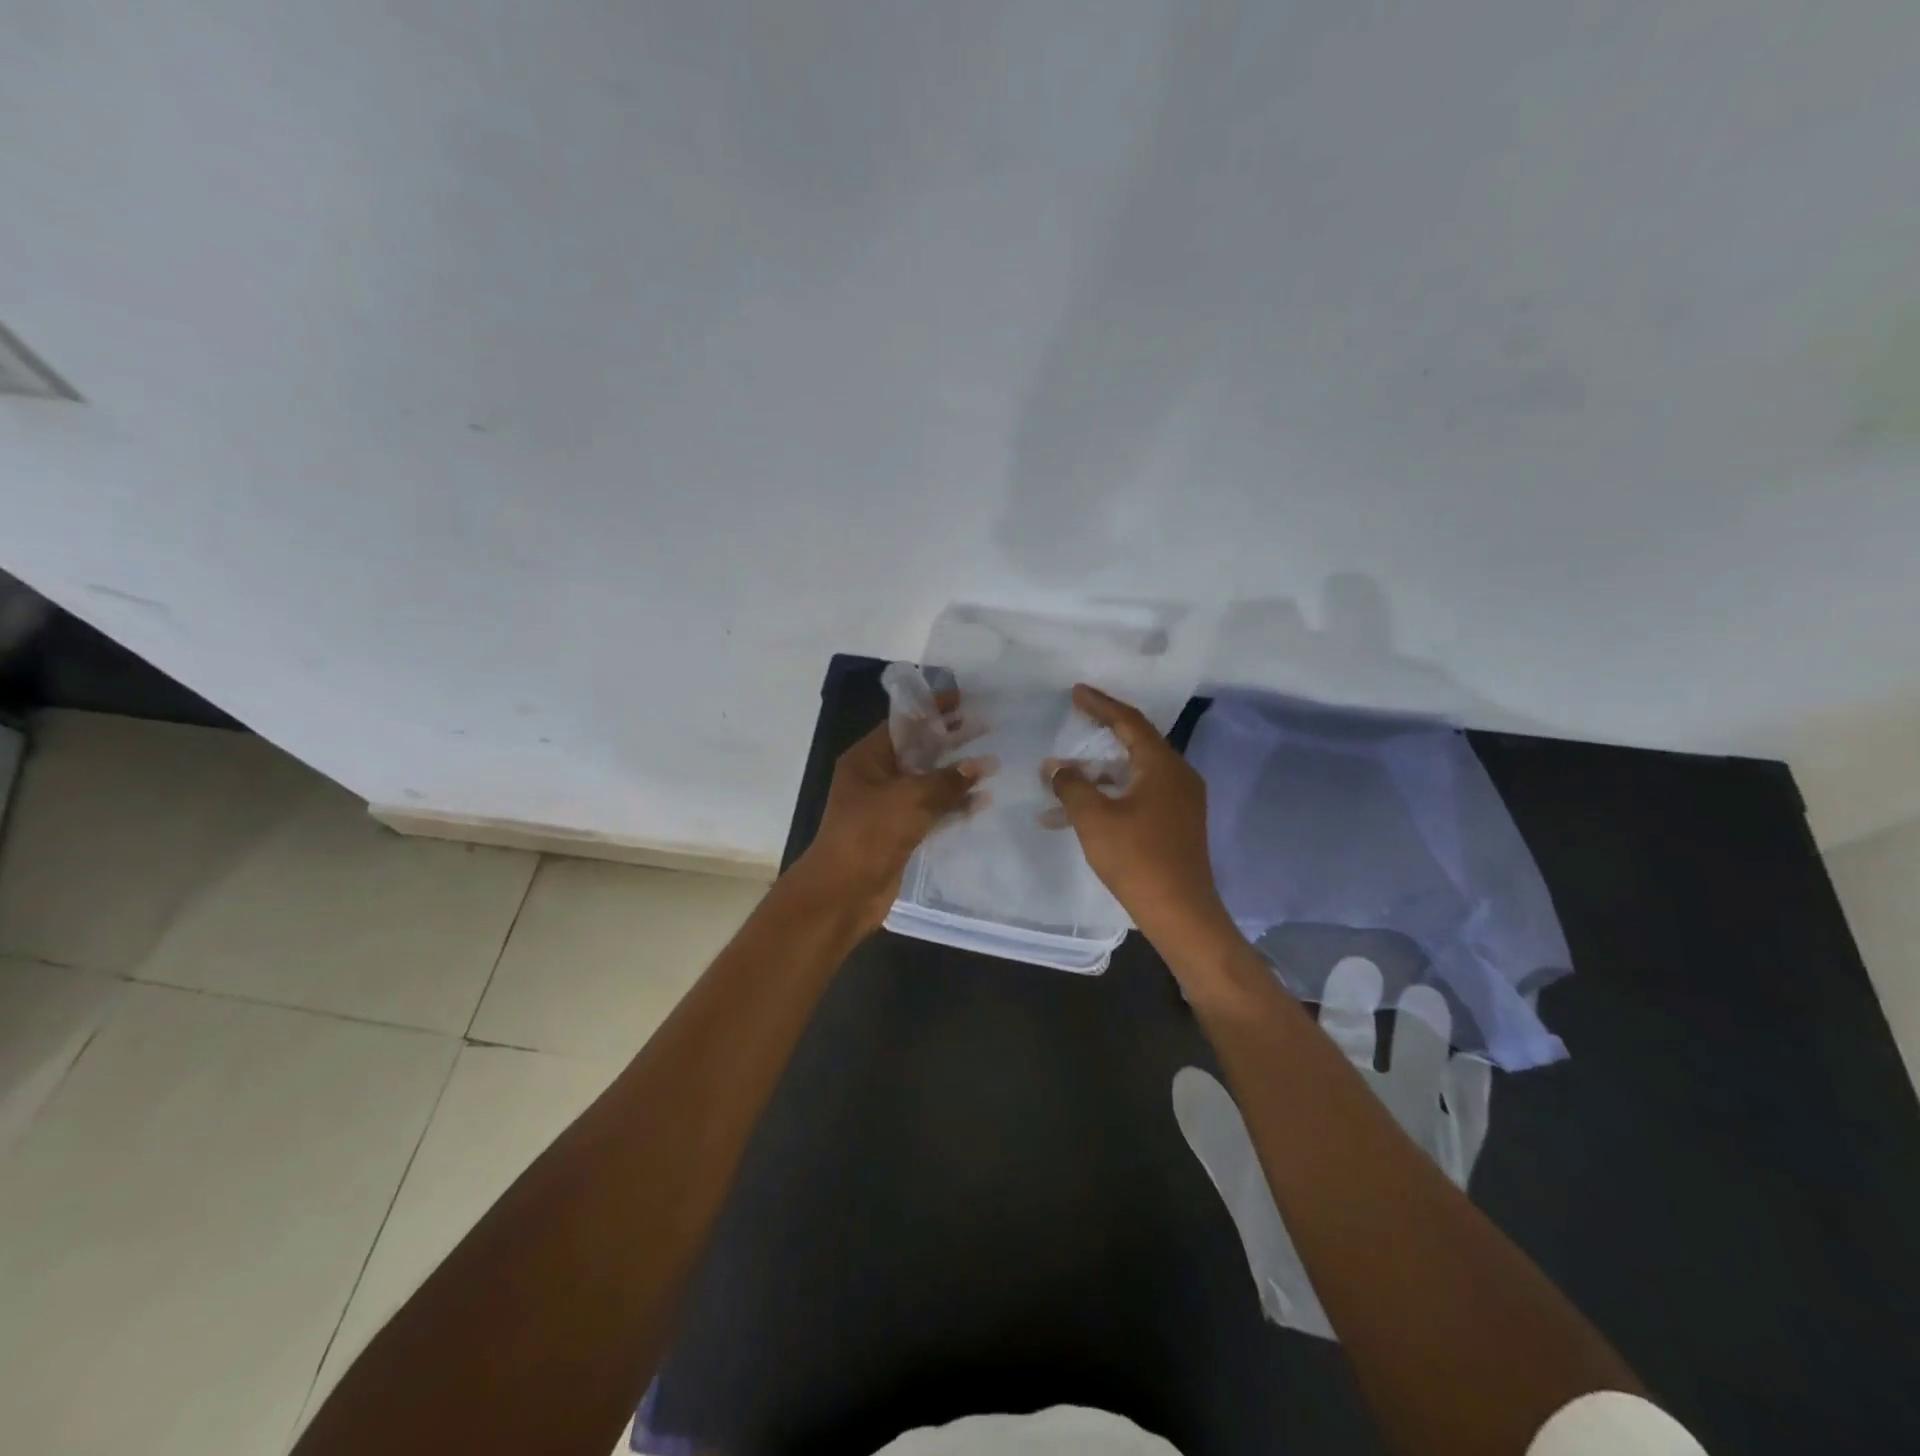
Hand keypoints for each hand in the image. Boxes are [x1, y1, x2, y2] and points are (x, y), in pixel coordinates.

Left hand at [797, 716, 988, 931]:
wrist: (844, 892)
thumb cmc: (870, 833)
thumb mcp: (910, 798)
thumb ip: (947, 780)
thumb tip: (982, 764)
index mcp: (867, 760)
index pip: (903, 724)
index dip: (932, 710)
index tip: (964, 699)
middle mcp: (875, 779)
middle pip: (917, 751)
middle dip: (949, 740)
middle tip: (984, 727)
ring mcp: (887, 808)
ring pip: (927, 782)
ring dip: (956, 775)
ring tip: (992, 762)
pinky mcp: (900, 834)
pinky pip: (931, 812)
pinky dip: (953, 806)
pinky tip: (982, 801)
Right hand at [1044, 684, 1234, 953]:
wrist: (1180, 912)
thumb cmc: (1137, 858)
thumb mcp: (1094, 818)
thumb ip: (1072, 785)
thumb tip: (1055, 767)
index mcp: (1163, 766)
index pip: (1129, 722)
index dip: (1100, 705)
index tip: (1076, 692)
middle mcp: (1178, 776)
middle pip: (1135, 744)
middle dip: (1099, 736)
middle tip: (1073, 723)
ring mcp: (1180, 801)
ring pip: (1133, 773)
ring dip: (1099, 773)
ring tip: (1064, 774)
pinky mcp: (1176, 823)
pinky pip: (1139, 795)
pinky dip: (1110, 796)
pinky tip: (1079, 812)